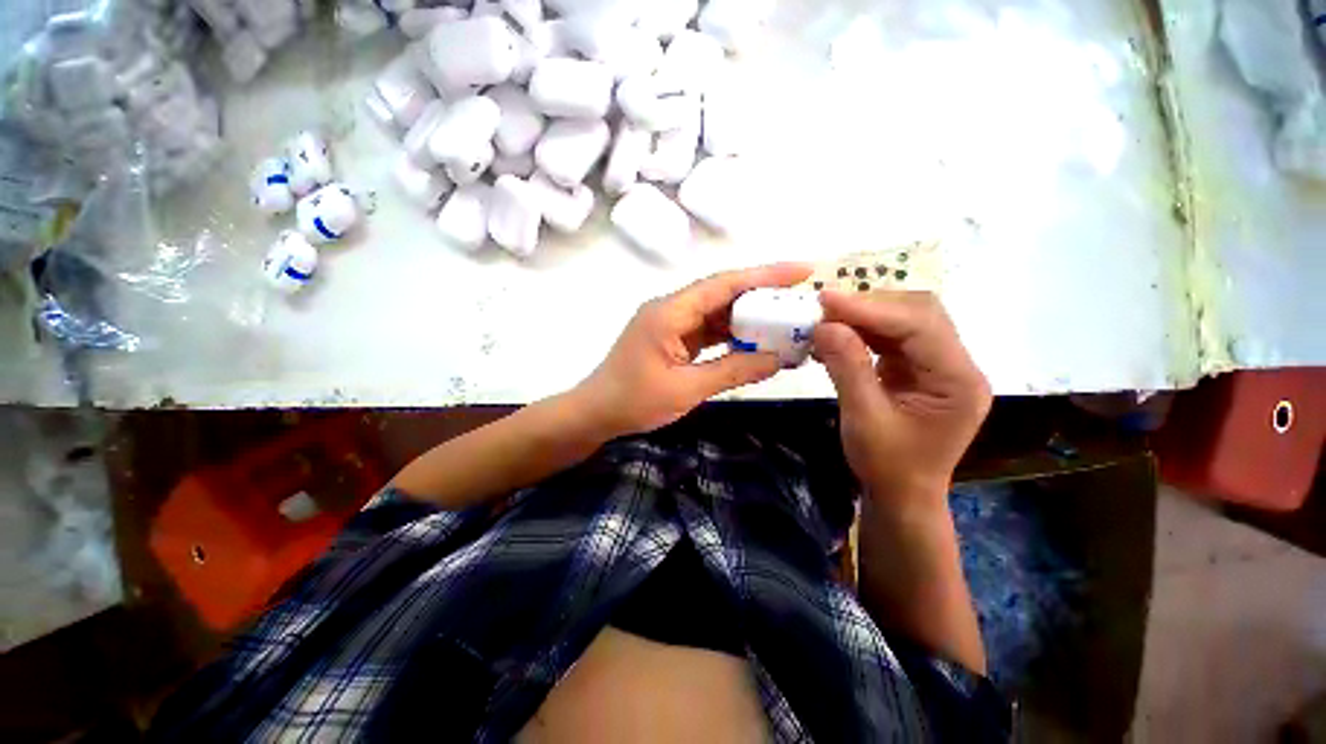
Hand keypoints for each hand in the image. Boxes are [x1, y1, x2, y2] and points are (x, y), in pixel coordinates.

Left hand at [576, 263, 812, 437]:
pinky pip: (708, 330)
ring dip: (748, 318)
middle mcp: (672, 309)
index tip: (801, 271)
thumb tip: (775, 360)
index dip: (764, 275)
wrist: (596, 412)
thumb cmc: (634, 400)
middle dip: (762, 296)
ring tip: (784, 324)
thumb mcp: (686, 389)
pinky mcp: (673, 338)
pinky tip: (754, 344)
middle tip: (799, 303)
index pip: (723, 284)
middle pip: (723, 294)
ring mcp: (672, 323)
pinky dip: (732, 336)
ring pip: (717, 312)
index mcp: (670, 312)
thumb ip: (732, 371)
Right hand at [813, 290, 990, 510]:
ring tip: (827, 319)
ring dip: (864, 316)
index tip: (827, 300)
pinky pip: (893, 337)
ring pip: (905, 320)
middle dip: (870, 307)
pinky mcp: (920, 368)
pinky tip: (838, 335)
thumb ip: (847, 368)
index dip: (872, 308)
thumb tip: (824, 326)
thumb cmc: (887, 465)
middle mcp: (957, 365)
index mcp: (958, 381)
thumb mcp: (863, 419)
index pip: (920, 326)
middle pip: (919, 313)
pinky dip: (863, 331)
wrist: (901, 494)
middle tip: (825, 309)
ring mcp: (940, 365)